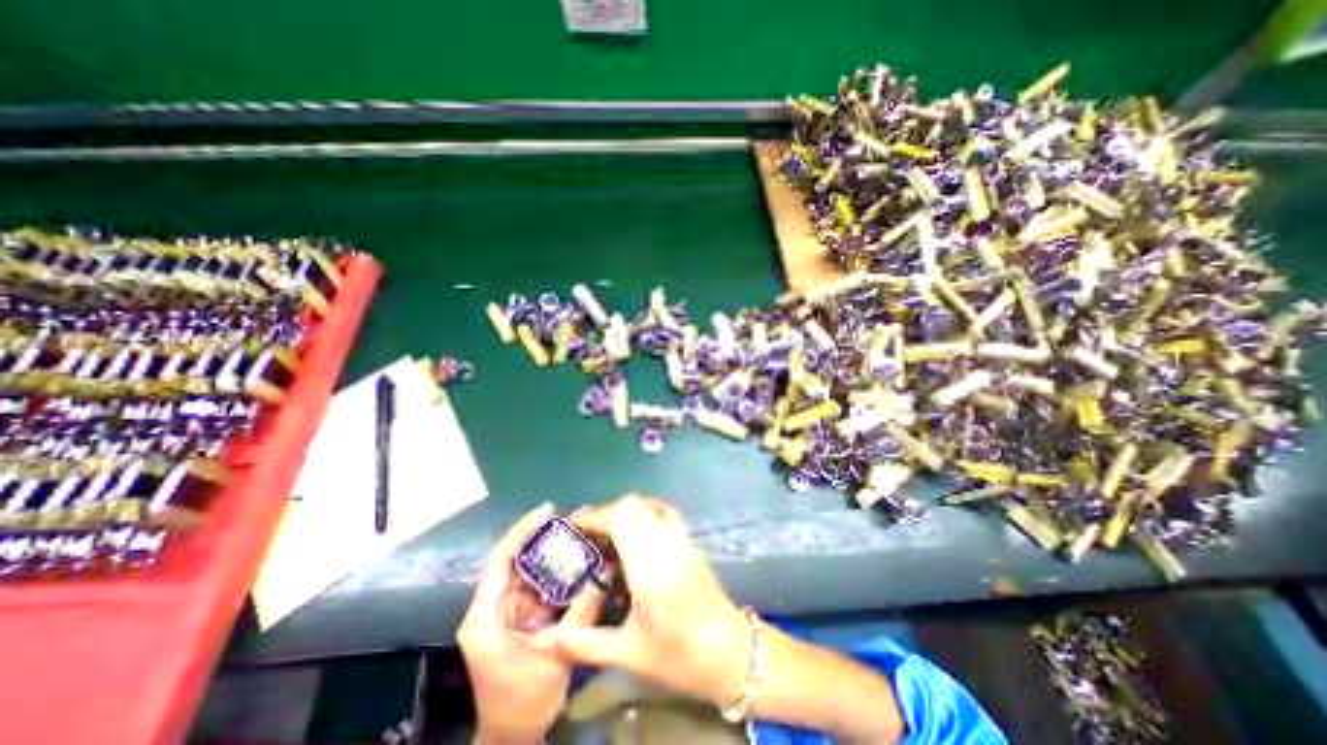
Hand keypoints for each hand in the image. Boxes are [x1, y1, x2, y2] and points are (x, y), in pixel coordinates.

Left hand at [456, 499, 603, 744]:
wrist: (512, 738)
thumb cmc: (523, 702)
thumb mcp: (555, 655)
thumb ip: (580, 611)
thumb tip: (605, 572)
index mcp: (485, 617)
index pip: (501, 560)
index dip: (522, 531)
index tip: (547, 510)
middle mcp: (490, 608)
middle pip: (514, 560)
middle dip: (542, 538)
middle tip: (572, 521)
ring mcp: (504, 612)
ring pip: (527, 572)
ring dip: (550, 555)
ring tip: (577, 536)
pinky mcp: (517, 618)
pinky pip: (537, 587)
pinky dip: (555, 575)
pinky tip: (576, 565)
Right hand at [533, 493, 754, 709]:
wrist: (729, 652)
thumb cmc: (677, 655)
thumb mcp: (627, 654)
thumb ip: (583, 643)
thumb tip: (545, 640)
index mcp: (647, 567)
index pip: (619, 519)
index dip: (594, 516)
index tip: (574, 526)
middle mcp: (664, 543)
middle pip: (632, 506)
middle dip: (606, 512)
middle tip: (588, 532)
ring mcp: (681, 539)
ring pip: (649, 505)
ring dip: (626, 511)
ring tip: (610, 531)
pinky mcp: (690, 542)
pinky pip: (666, 513)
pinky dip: (647, 511)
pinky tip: (639, 529)